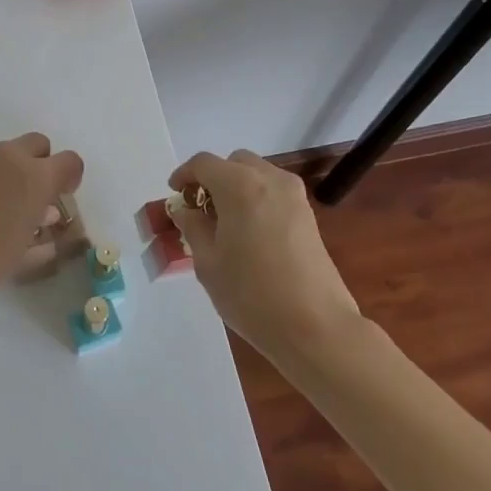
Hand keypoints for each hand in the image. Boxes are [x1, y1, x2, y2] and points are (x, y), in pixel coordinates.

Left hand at [0, 133, 85, 314]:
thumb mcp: (24, 252)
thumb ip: (41, 227)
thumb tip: (44, 213)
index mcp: (34, 177)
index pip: (70, 161)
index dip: (70, 177)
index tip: (62, 197)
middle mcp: (7, 158)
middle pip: (37, 144)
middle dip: (41, 164)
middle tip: (32, 197)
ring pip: (5, 153)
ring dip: (10, 172)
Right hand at [166, 150, 363, 355]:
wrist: (316, 327)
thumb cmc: (251, 294)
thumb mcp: (208, 262)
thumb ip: (192, 227)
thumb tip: (185, 210)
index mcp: (239, 185)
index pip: (203, 163)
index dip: (184, 175)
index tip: (175, 195)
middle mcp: (269, 179)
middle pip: (233, 162)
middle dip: (213, 178)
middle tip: (200, 209)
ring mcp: (294, 196)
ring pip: (257, 175)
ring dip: (236, 187)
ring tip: (225, 223)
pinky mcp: (308, 215)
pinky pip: (274, 192)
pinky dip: (256, 199)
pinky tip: (250, 233)